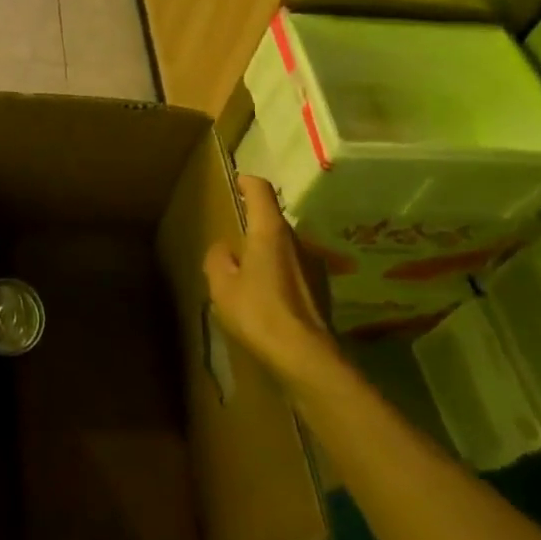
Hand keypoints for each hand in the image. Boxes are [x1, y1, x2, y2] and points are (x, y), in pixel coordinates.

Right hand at [203, 175, 337, 387]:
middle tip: (233, 241)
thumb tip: (224, 249)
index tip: (236, 183)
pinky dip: (280, 275)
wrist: (307, 357)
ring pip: (284, 247)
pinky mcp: (322, 288)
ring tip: (249, 275)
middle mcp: (296, 240)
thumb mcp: (222, 286)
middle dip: (253, 225)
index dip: (246, 182)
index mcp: (269, 230)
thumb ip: (218, 259)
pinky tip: (268, 299)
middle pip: (272, 219)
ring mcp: (313, 264)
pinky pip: (295, 270)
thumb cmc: (259, 313)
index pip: (260, 190)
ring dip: (267, 253)